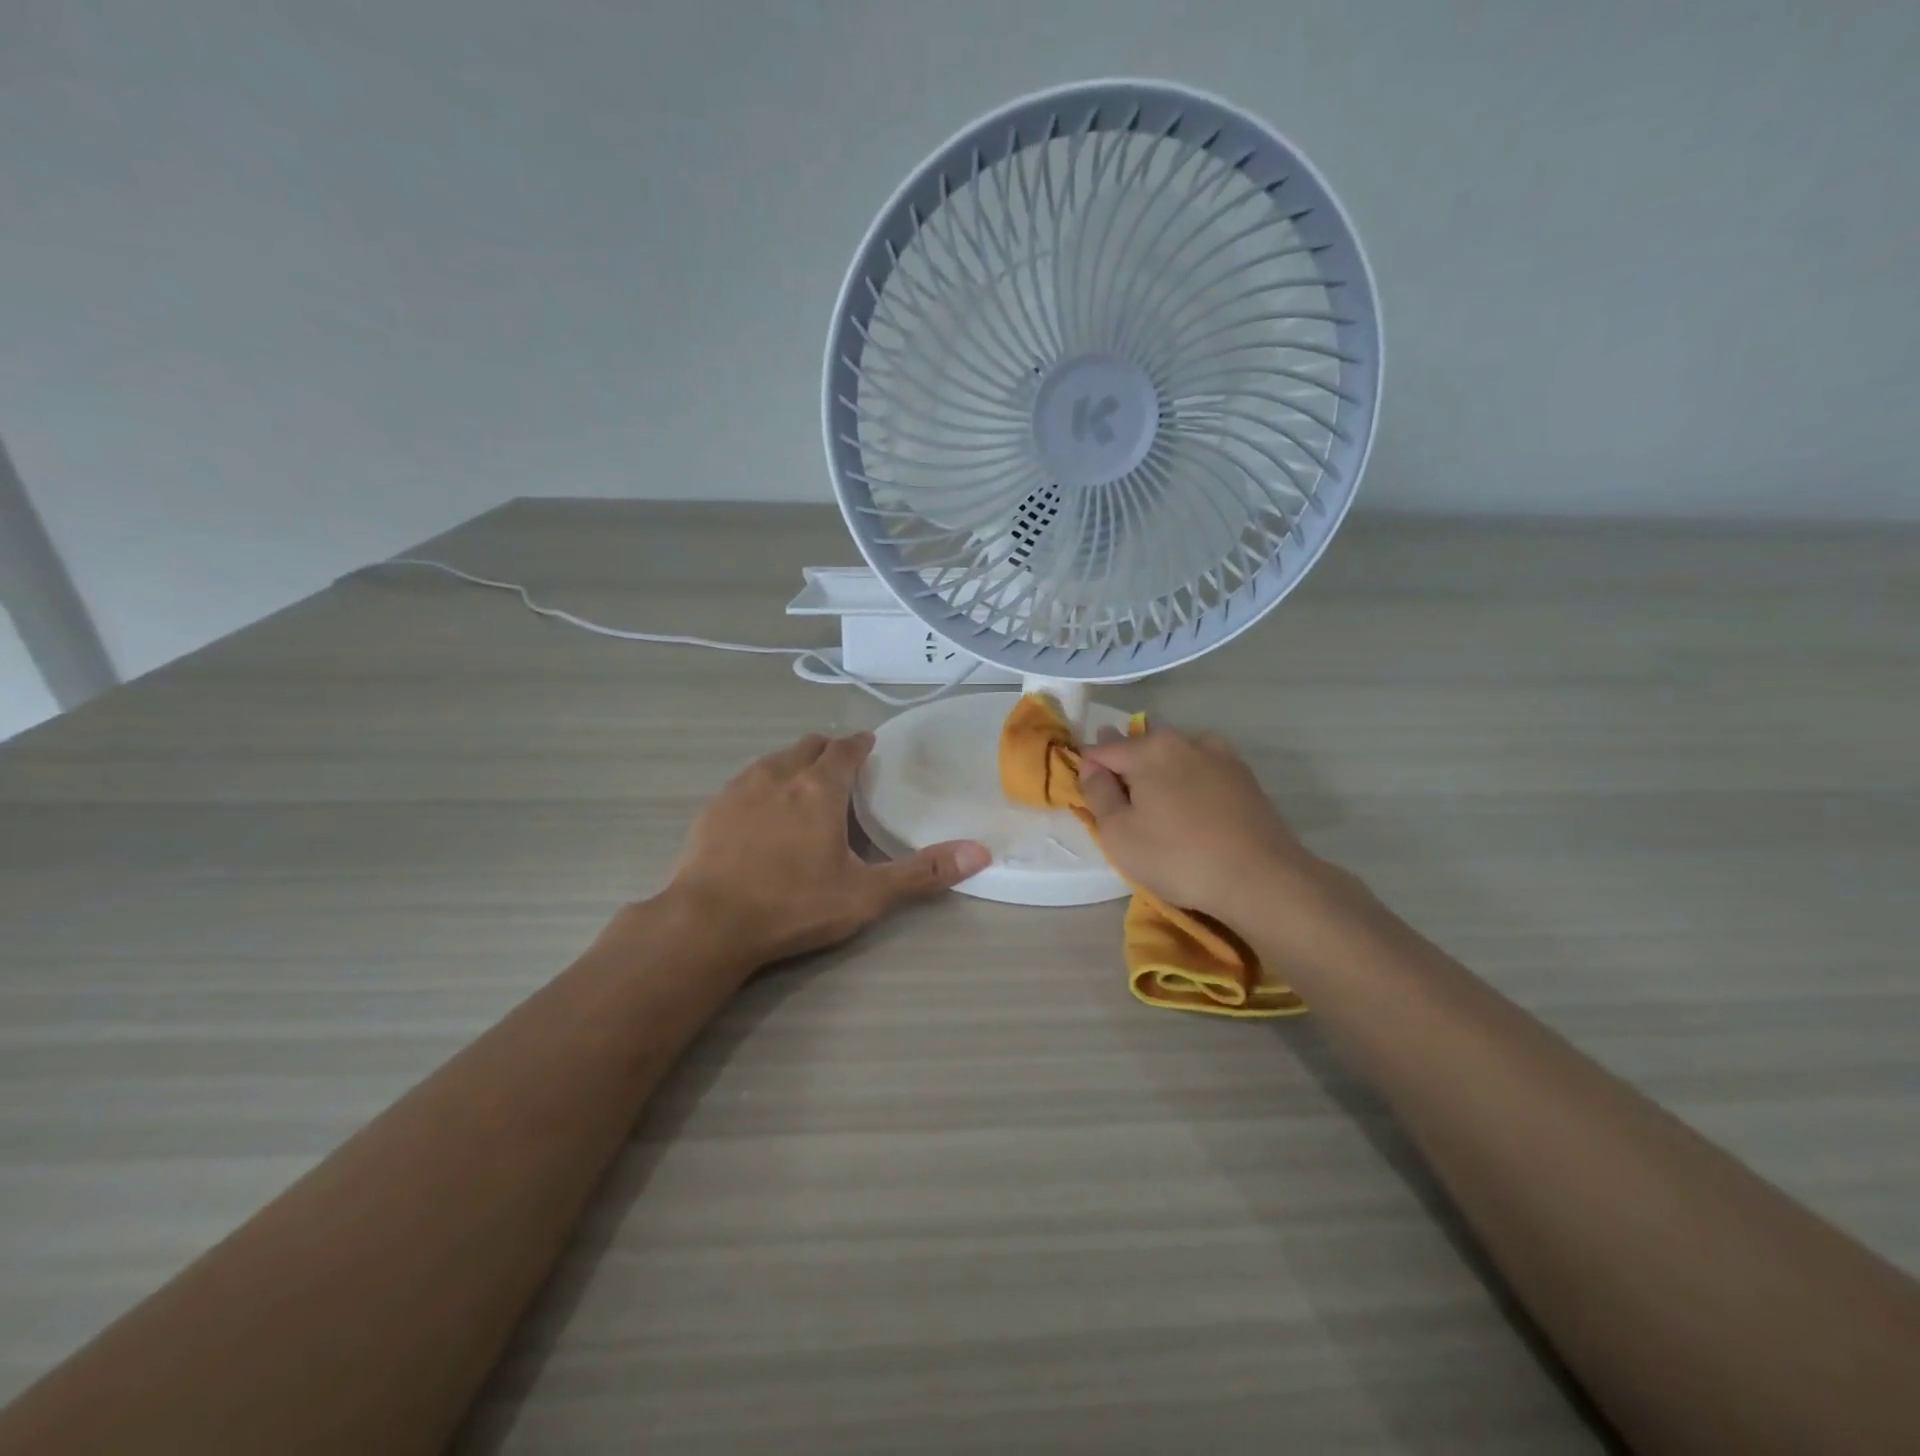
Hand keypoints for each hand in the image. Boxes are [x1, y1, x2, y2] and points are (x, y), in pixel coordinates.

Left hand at [666, 731, 989, 965]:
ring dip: (794, 763)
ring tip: (805, 786)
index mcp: (819, 788)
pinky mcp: (711, 809)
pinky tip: (762, 813)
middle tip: (842, 769)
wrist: (707, 924)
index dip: (861, 744)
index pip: (845, 749)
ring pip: (774, 760)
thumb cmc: (793, 905)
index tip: (870, 746)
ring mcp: (739, 789)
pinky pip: (745, 782)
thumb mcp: (866, 894)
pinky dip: (763, 785)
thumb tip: (979, 853)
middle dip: (828, 750)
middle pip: (808, 746)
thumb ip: (923, 873)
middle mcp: (779, 776)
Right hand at [1077, 722, 1332, 924]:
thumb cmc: (1178, 857)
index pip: (1103, 749)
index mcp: (1149, 749)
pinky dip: (1190, 777)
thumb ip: (1098, 793)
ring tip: (1157, 799)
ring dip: (1161, 766)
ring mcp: (1219, 755)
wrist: (1261, 878)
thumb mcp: (1119, 834)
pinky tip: (1192, 804)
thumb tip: (1090, 765)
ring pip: (1176, 751)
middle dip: (1126, 761)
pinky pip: (1203, 767)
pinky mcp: (1244, 776)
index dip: (1087, 766)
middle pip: (1142, 744)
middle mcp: (1183, 740)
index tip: (1085, 788)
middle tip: (1121, 796)